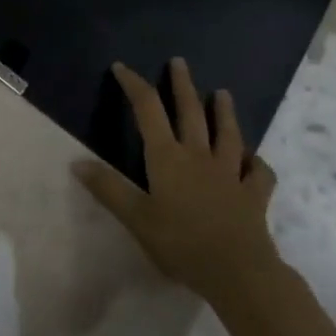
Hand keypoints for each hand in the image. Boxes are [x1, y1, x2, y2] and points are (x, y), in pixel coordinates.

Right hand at [74, 58, 284, 321]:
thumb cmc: (182, 244)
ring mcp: (230, 174)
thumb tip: (76, 162)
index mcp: (167, 157)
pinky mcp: (254, 196)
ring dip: (224, 112)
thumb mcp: (136, 219)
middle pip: (190, 112)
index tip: (122, 67)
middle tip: (179, 62)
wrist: (239, 273)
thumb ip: (108, 189)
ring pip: (228, 135)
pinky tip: (255, 160)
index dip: (134, 84)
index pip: (147, 109)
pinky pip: (259, 174)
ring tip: (223, 93)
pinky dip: (257, 163)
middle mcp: (198, 156)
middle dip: (182, 85)